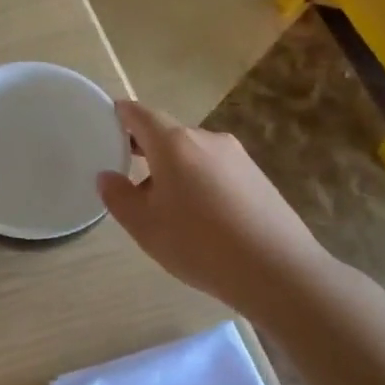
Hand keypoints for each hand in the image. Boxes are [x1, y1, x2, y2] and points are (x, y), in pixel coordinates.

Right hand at [97, 100, 330, 313]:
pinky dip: (200, 182)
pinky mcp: (258, 177)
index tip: (106, 125)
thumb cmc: (199, 244)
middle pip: (167, 133)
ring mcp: (237, 156)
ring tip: (165, 206)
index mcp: (174, 143)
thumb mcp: (145, 226)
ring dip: (174, 169)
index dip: (119, 115)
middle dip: (145, 149)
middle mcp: (207, 139)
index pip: (139, 114)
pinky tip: (201, 218)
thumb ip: (118, 197)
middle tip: (127, 174)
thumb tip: (108, 176)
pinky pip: (216, 170)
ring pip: (193, 154)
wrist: (279, 271)